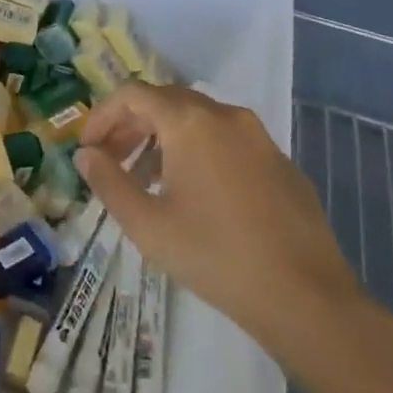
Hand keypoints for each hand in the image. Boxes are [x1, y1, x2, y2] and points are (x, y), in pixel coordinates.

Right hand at [76, 82, 362, 364]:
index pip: (132, 95)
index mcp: (189, 122)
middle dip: (131, 126)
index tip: (88, 148)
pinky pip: (227, 142)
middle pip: (165, 102)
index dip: (102, 116)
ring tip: (148, 181)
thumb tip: (85, 155)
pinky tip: (196, 196)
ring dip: (164, 140)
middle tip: (111, 161)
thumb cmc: (214, 256)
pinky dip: (199, 153)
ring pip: (198, 121)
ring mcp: (259, 137)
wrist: (306, 298)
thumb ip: (108, 181)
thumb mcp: (146, 224)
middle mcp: (225, 115)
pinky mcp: (281, 162)